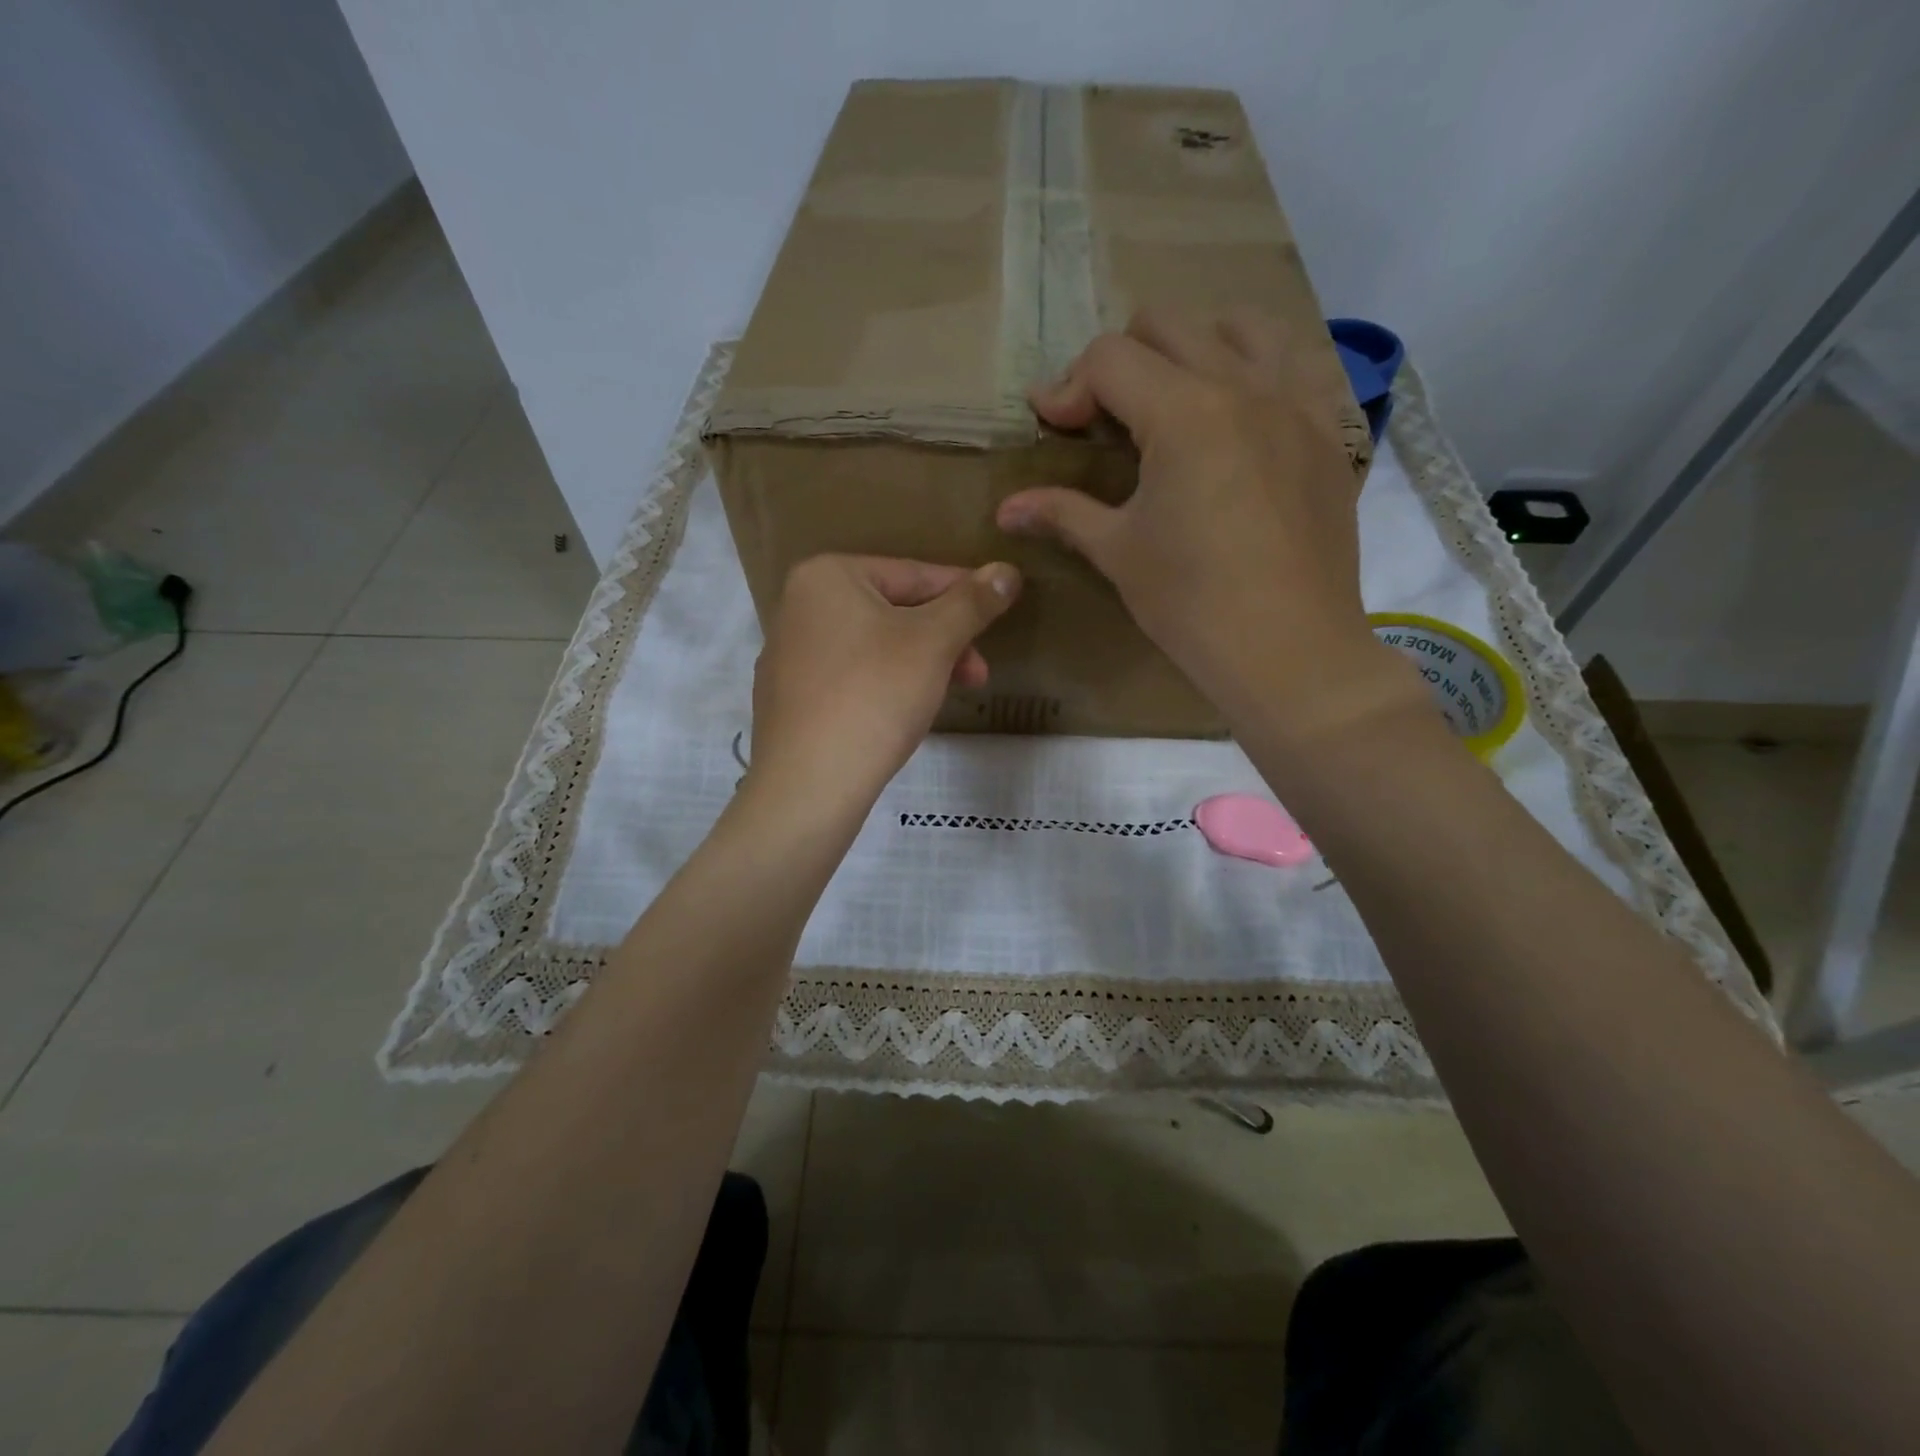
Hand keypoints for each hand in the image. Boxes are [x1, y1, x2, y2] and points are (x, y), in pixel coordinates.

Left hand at [748, 554, 1020, 815]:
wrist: (809, 783)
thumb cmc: (874, 695)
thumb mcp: (934, 643)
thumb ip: (972, 603)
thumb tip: (1007, 571)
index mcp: (827, 576)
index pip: (914, 574)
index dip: (964, 595)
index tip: (1000, 614)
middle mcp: (798, 606)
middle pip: (892, 611)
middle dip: (943, 640)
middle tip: (978, 674)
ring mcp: (789, 655)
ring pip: (873, 646)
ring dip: (920, 665)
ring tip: (948, 696)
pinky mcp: (789, 699)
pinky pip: (850, 678)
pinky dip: (884, 686)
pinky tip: (903, 714)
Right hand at [997, 310, 1417, 742]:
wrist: (1287, 648)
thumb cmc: (1191, 603)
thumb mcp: (1118, 552)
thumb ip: (1063, 513)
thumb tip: (1007, 509)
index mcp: (1183, 413)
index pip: (1110, 359)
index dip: (1068, 386)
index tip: (1051, 424)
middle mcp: (1243, 386)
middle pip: (1169, 325)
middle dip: (1122, 359)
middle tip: (1106, 416)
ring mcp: (1295, 402)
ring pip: (1241, 325)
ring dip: (1194, 346)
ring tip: (1175, 398)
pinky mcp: (1327, 431)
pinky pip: (1297, 362)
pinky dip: (1259, 367)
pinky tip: (1241, 411)